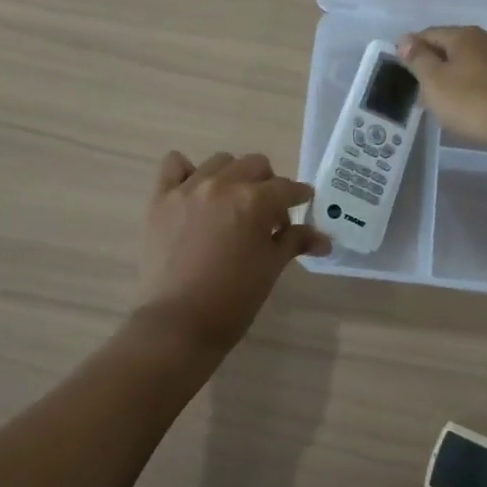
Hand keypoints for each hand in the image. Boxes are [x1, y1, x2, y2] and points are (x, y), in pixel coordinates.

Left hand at [133, 151, 330, 354]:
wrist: (178, 324)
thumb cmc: (232, 300)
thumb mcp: (270, 268)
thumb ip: (295, 242)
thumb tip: (325, 238)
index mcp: (255, 201)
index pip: (287, 188)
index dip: (299, 196)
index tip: (303, 205)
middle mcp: (223, 184)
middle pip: (255, 165)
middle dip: (268, 184)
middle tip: (268, 213)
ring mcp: (188, 188)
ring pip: (220, 162)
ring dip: (233, 176)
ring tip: (232, 203)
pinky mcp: (161, 198)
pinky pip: (174, 164)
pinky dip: (187, 171)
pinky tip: (194, 191)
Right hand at [397, 26, 486, 155]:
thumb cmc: (474, 103)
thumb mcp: (435, 82)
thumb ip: (418, 59)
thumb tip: (406, 39)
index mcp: (465, 35)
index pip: (429, 34)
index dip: (412, 50)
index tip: (403, 72)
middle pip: (452, 48)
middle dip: (435, 66)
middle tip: (422, 93)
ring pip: (472, 64)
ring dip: (456, 79)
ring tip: (447, 104)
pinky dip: (476, 89)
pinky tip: (474, 108)